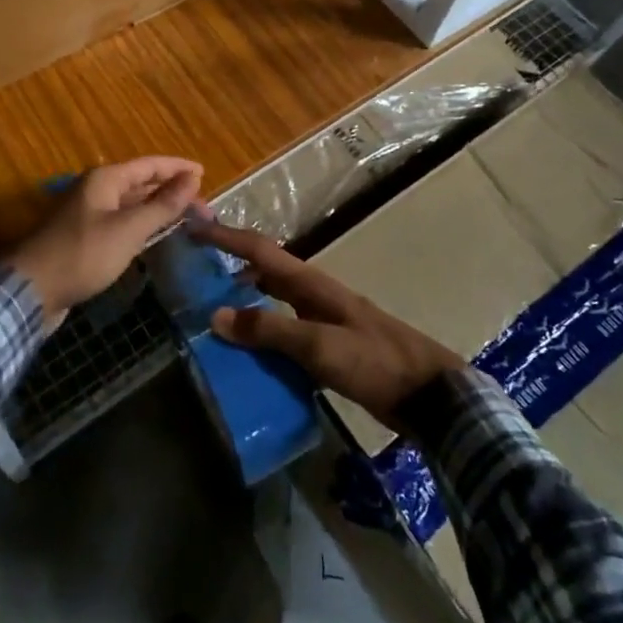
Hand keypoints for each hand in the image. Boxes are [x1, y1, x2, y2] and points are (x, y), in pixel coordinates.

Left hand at [9, 157, 203, 321]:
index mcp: (105, 179)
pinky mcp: (84, 238)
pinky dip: (142, 225)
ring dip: (158, 209)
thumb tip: (192, 178)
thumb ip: (163, 205)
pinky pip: (121, 223)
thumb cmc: (83, 255)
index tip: (205, 174)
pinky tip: (155, 238)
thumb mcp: (129, 230)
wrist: (31, 291)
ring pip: (131, 204)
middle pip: (141, 183)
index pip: (150, 165)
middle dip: (171, 192)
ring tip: (186, 219)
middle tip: (202, 207)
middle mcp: (96, 190)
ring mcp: (88, 214)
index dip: (178, 168)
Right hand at [191, 222, 461, 424]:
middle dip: (229, 267)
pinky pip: (283, 334)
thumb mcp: (320, 346)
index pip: (260, 250)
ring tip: (210, 317)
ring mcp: (322, 321)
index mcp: (311, 284)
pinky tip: (246, 357)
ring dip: (244, 304)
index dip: (225, 237)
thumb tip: (217, 315)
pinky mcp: (328, 348)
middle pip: (264, 272)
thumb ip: (270, 330)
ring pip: (272, 304)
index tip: (192, 228)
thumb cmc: (375, 361)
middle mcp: (313, 295)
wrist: (429, 395)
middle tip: (192, 276)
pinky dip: (261, 337)